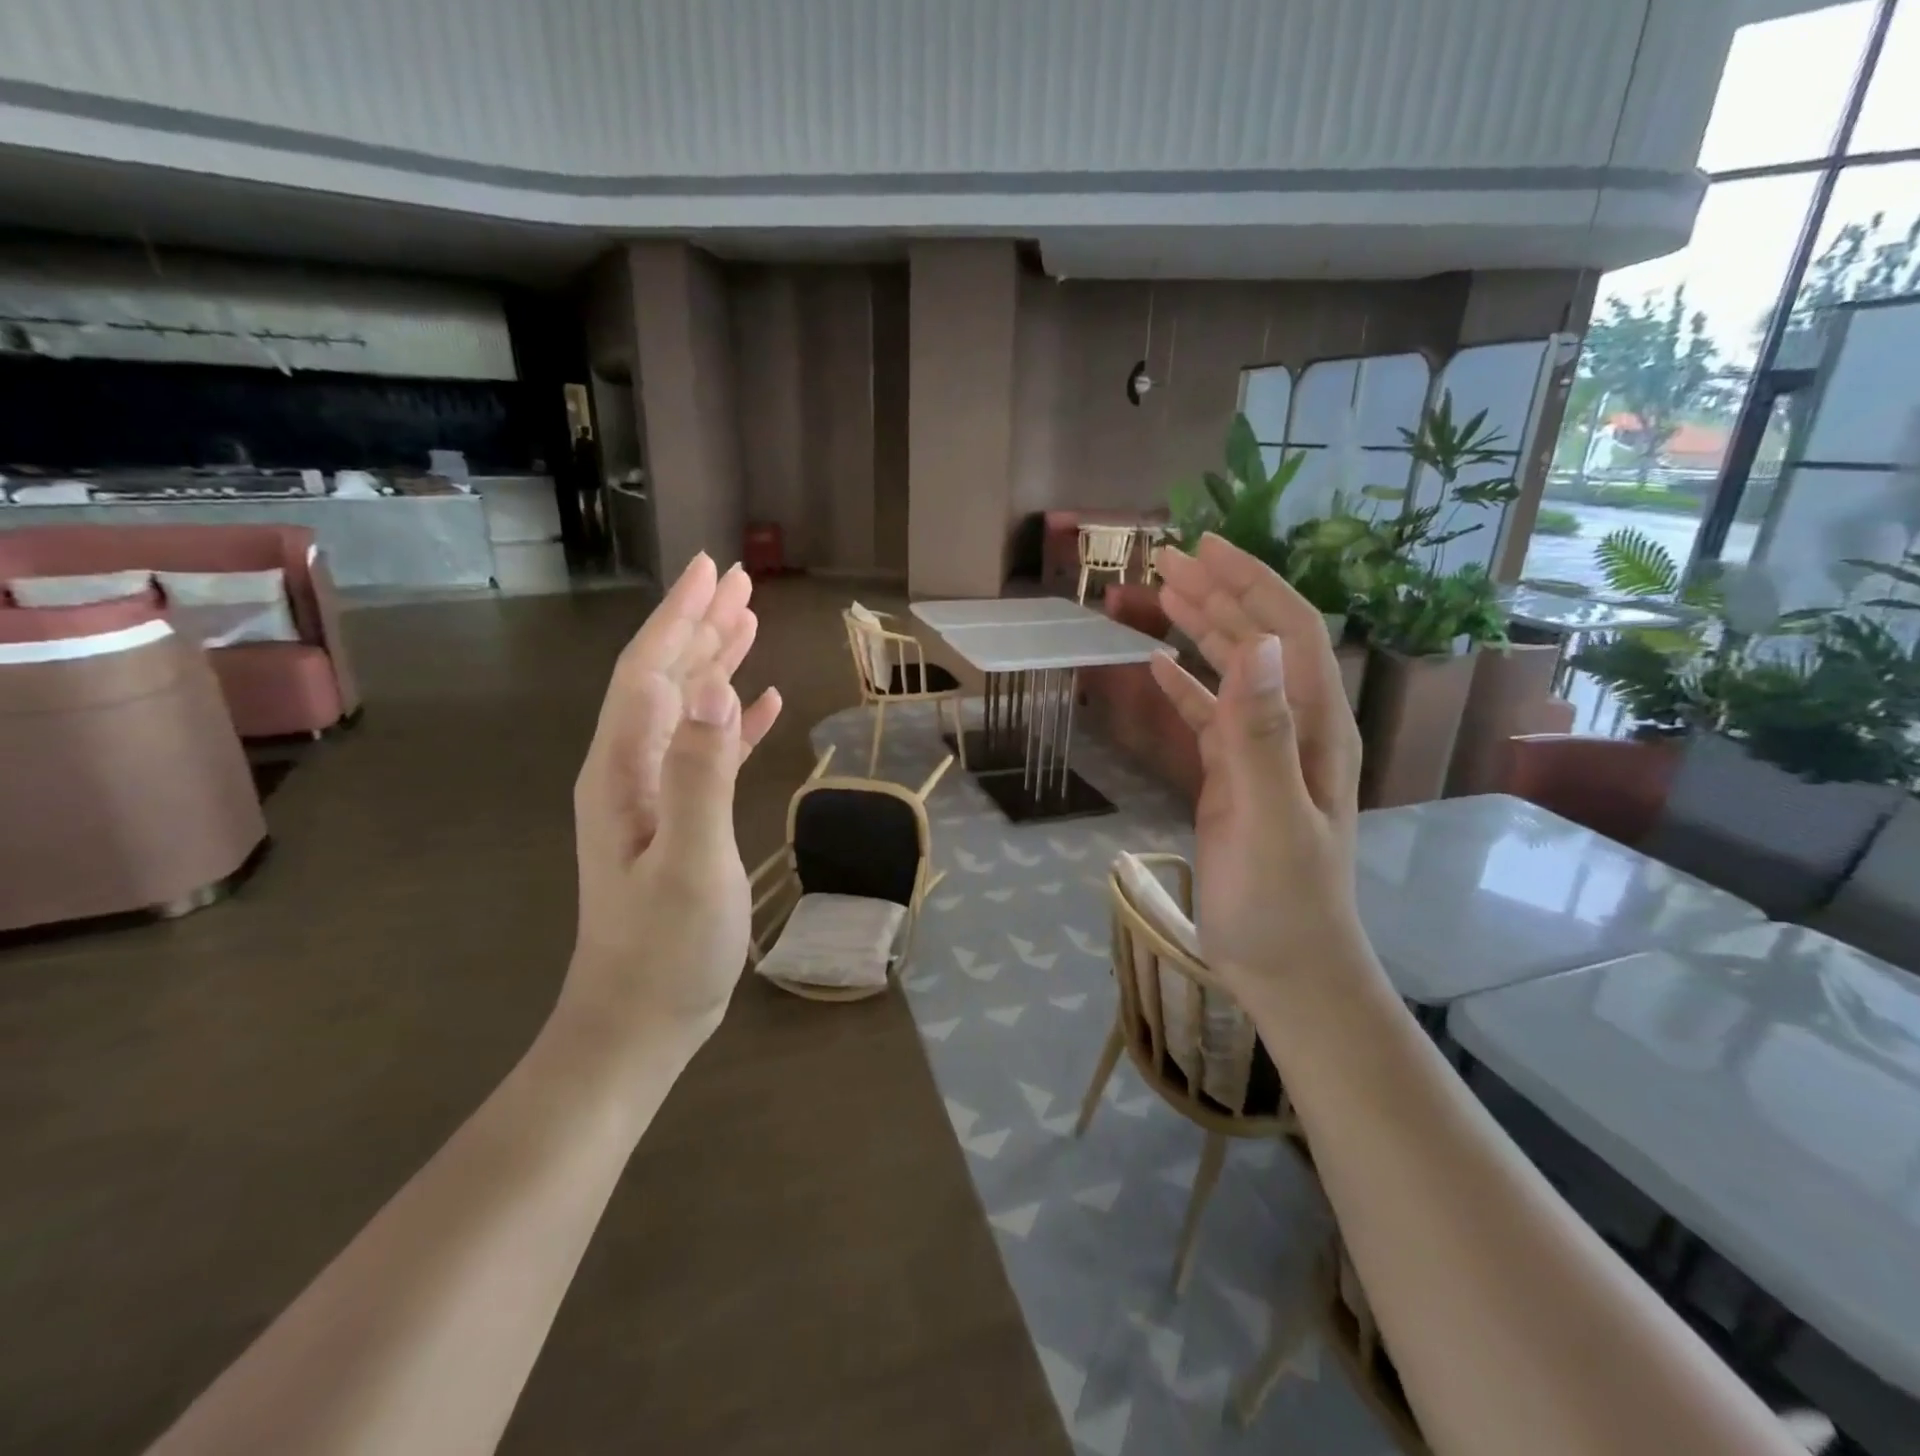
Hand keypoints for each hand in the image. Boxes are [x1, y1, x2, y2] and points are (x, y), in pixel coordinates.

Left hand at [565, 556, 783, 1046]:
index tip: (713, 570)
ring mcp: (654, 794)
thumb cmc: (666, 948)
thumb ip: (701, 774)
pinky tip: (759, 704)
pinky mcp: (679, 818)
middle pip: (666, 678)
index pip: (651, 671)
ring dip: (716, 663)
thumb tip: (718, 688)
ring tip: (749, 623)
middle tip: (739, 581)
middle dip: (700, 625)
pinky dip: (733, 720)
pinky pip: (707, 750)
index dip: (681, 618)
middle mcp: (632, 769)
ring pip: (687, 708)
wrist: (640, 1021)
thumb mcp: (689, 860)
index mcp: (625, 769)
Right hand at [1148, 534, 1367, 993]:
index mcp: (1314, 725)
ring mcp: (1264, 753)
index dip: (1250, 582)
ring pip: (1234, 672)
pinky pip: (1210, 718)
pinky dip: (1185, 688)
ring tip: (1160, 594)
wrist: (1284, 966)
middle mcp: (1295, 726)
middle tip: (1166, 560)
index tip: (1202, 547)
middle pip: (1259, 640)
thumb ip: (1259, 732)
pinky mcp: (1236, 779)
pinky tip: (1158, 669)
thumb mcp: (1269, 814)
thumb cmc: (1280, 898)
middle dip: (1218, 593)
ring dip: (1200, 629)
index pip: (1288, 630)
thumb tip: (1251, 642)